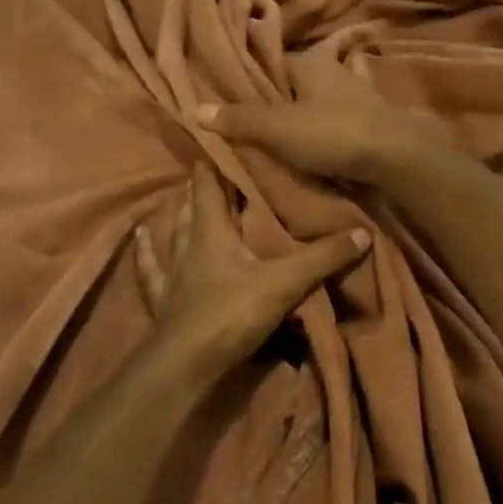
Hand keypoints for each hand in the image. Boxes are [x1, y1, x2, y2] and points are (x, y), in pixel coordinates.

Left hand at [134, 166, 369, 372]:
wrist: (187, 364)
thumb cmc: (231, 313)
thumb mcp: (284, 283)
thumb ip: (322, 258)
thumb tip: (363, 232)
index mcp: (212, 234)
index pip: (210, 188)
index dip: (213, 164)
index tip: (217, 139)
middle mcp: (187, 246)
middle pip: (191, 210)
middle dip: (200, 190)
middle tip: (207, 170)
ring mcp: (171, 275)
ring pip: (170, 236)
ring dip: (174, 217)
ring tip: (175, 198)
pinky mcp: (162, 301)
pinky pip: (150, 271)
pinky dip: (146, 253)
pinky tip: (139, 239)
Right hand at [198, 59, 451, 186]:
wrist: (396, 157)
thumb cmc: (332, 133)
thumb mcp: (278, 128)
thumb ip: (240, 120)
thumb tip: (195, 109)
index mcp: (311, 64)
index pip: (274, 62)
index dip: (254, 79)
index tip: (236, 98)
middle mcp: (334, 72)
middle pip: (296, 84)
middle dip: (279, 100)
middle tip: (254, 123)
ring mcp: (356, 97)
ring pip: (318, 104)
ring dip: (303, 118)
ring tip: (280, 140)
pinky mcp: (370, 122)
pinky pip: (337, 123)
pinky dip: (324, 133)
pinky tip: (314, 148)